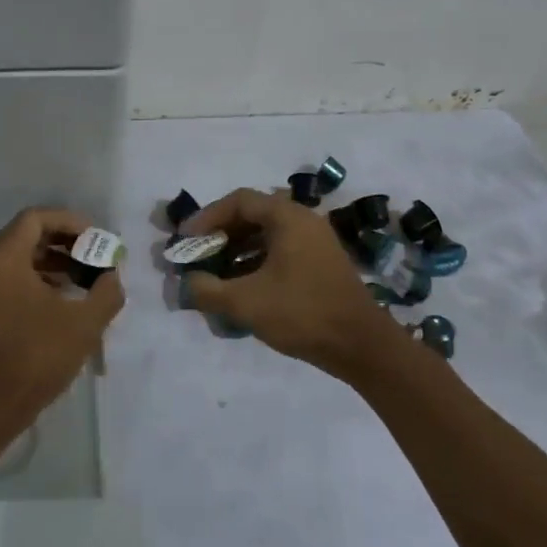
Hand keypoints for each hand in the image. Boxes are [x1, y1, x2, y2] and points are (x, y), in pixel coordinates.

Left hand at [0, 207, 124, 454]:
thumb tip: (111, 276)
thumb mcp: (83, 325)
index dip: (71, 222)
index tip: (98, 239)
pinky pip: (8, 279)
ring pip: (18, 259)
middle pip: (26, 236)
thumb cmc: (33, 360)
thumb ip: (106, 292)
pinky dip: (36, 280)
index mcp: (2, 258)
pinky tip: (61, 302)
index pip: (37, 218)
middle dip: (65, 243)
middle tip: (95, 258)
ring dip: (52, 263)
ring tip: (84, 281)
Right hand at [182, 188, 401, 379]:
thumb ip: (208, 289)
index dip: (207, 217)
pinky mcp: (320, 264)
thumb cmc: (302, 313)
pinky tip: (242, 286)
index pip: (239, 201)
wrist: (361, 346)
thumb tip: (187, 282)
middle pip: (252, 215)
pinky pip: (280, 251)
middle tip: (198, 254)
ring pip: (266, 235)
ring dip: (237, 250)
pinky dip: (256, 262)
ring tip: (214, 272)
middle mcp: (304, 221)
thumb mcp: (245, 302)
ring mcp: (315, 242)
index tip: (186, 240)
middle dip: (220, 234)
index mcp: (288, 217)